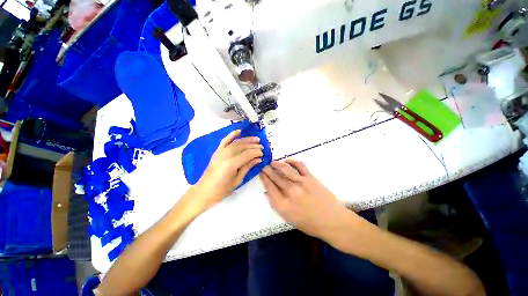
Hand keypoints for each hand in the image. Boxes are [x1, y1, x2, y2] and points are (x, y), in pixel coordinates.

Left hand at [194, 129, 262, 210]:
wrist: (204, 190)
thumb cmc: (222, 189)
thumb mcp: (237, 180)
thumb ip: (247, 167)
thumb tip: (258, 159)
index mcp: (231, 164)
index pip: (247, 154)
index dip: (256, 152)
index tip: (263, 153)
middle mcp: (225, 155)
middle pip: (242, 146)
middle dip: (253, 145)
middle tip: (262, 146)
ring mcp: (220, 152)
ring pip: (236, 142)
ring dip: (247, 139)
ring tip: (256, 139)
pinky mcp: (217, 151)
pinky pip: (225, 140)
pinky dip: (232, 134)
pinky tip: (239, 131)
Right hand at [260, 160, 350, 238]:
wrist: (333, 221)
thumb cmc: (310, 224)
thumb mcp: (289, 219)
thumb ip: (276, 205)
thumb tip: (267, 192)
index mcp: (283, 205)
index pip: (269, 187)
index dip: (264, 178)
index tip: (260, 172)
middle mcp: (290, 192)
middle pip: (275, 177)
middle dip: (267, 170)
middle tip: (263, 165)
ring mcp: (301, 183)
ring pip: (285, 169)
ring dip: (277, 164)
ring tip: (272, 162)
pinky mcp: (311, 178)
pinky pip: (299, 165)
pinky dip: (292, 161)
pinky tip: (287, 161)